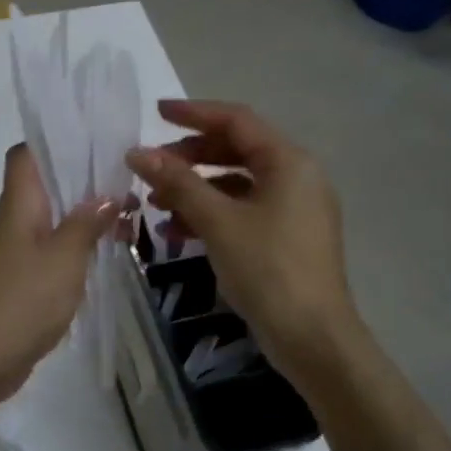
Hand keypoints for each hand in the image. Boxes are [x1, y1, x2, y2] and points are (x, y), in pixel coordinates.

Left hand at [0, 145, 120, 408]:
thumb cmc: (21, 300)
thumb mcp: (64, 258)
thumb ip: (86, 223)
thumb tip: (107, 195)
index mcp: (20, 205)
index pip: (26, 155)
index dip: (55, 141)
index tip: (95, 141)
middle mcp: (17, 221)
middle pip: (48, 185)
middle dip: (86, 179)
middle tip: (128, 182)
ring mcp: (20, 252)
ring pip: (56, 219)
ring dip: (88, 215)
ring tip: (130, 217)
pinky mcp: (27, 280)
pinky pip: (56, 250)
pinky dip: (81, 246)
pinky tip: (109, 253)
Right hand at [126, 100, 359, 382]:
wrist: (312, 338)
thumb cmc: (268, 269)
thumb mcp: (218, 221)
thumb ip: (177, 182)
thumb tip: (137, 153)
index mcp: (289, 162)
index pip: (237, 121)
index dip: (194, 113)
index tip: (155, 114)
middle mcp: (296, 177)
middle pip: (235, 151)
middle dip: (189, 157)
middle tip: (151, 167)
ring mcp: (293, 209)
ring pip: (235, 184)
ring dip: (194, 189)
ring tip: (155, 204)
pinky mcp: (285, 237)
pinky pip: (242, 211)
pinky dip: (210, 214)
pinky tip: (176, 233)